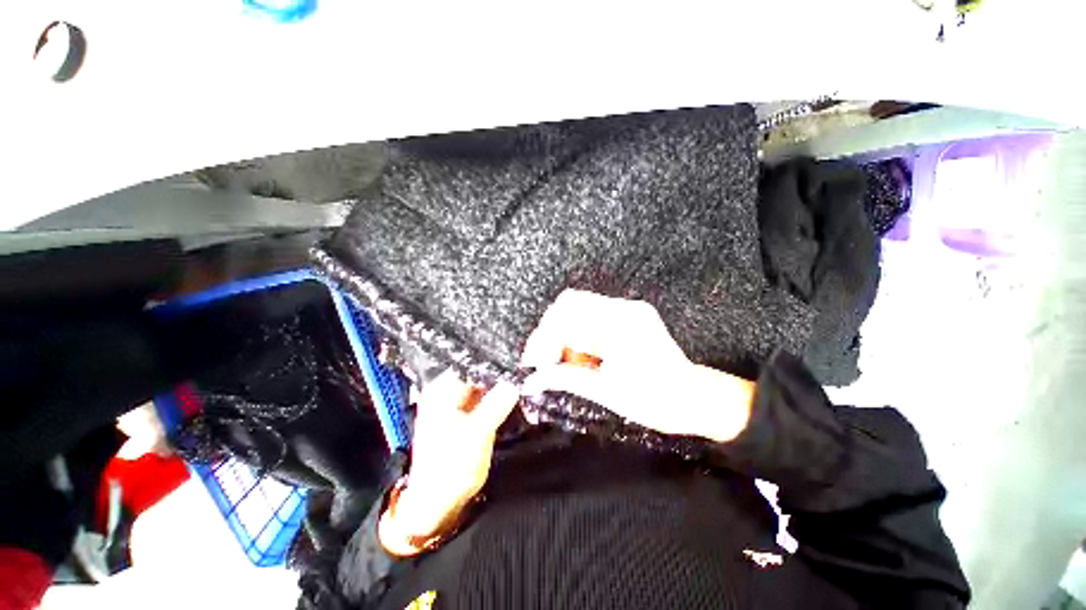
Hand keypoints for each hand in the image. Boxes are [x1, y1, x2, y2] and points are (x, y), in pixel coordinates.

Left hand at [379, 371, 517, 555]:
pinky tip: (513, 395)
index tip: (517, 359)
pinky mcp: (465, 417)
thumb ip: (497, 403)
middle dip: (500, 373)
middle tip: (524, 370)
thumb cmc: (451, 467)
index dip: (494, 361)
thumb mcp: (478, 432)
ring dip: (500, 385)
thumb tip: (514, 382)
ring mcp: (456, 405)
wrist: (437, 502)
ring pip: (483, 386)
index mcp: (442, 390)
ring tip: (522, 379)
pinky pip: (484, 399)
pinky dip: (497, 398)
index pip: (471, 364)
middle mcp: (447, 392)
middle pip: (478, 373)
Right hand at [521, 290, 753, 443]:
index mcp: (620, 323)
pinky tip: (580, 360)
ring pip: (578, 313)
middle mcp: (623, 308)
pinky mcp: (627, 318)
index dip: (545, 335)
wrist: (694, 400)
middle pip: (570, 305)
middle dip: (551, 334)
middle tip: (544, 363)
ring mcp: (627, 311)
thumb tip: (532, 381)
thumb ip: (566, 379)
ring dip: (564, 338)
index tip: (535, 363)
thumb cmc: (656, 401)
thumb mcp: (607, 391)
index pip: (568, 311)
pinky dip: (579, 340)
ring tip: (564, 366)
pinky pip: (591, 321)